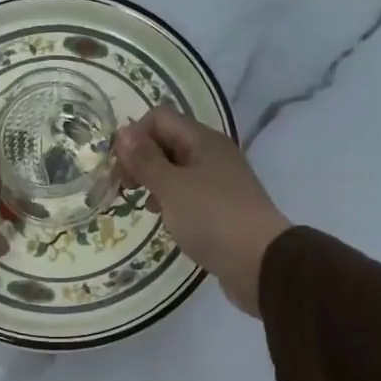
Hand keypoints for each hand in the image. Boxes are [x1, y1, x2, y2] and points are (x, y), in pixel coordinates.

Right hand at [114, 106, 290, 316]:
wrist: (260, 262)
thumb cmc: (212, 219)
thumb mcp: (171, 187)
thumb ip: (145, 160)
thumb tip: (123, 132)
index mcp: (203, 140)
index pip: (159, 118)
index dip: (134, 136)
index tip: (120, 168)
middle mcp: (213, 154)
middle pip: (168, 141)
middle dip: (141, 159)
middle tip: (124, 187)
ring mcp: (220, 181)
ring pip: (177, 169)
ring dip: (155, 180)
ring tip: (143, 204)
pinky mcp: (221, 207)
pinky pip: (189, 192)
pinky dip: (171, 200)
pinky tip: (165, 218)